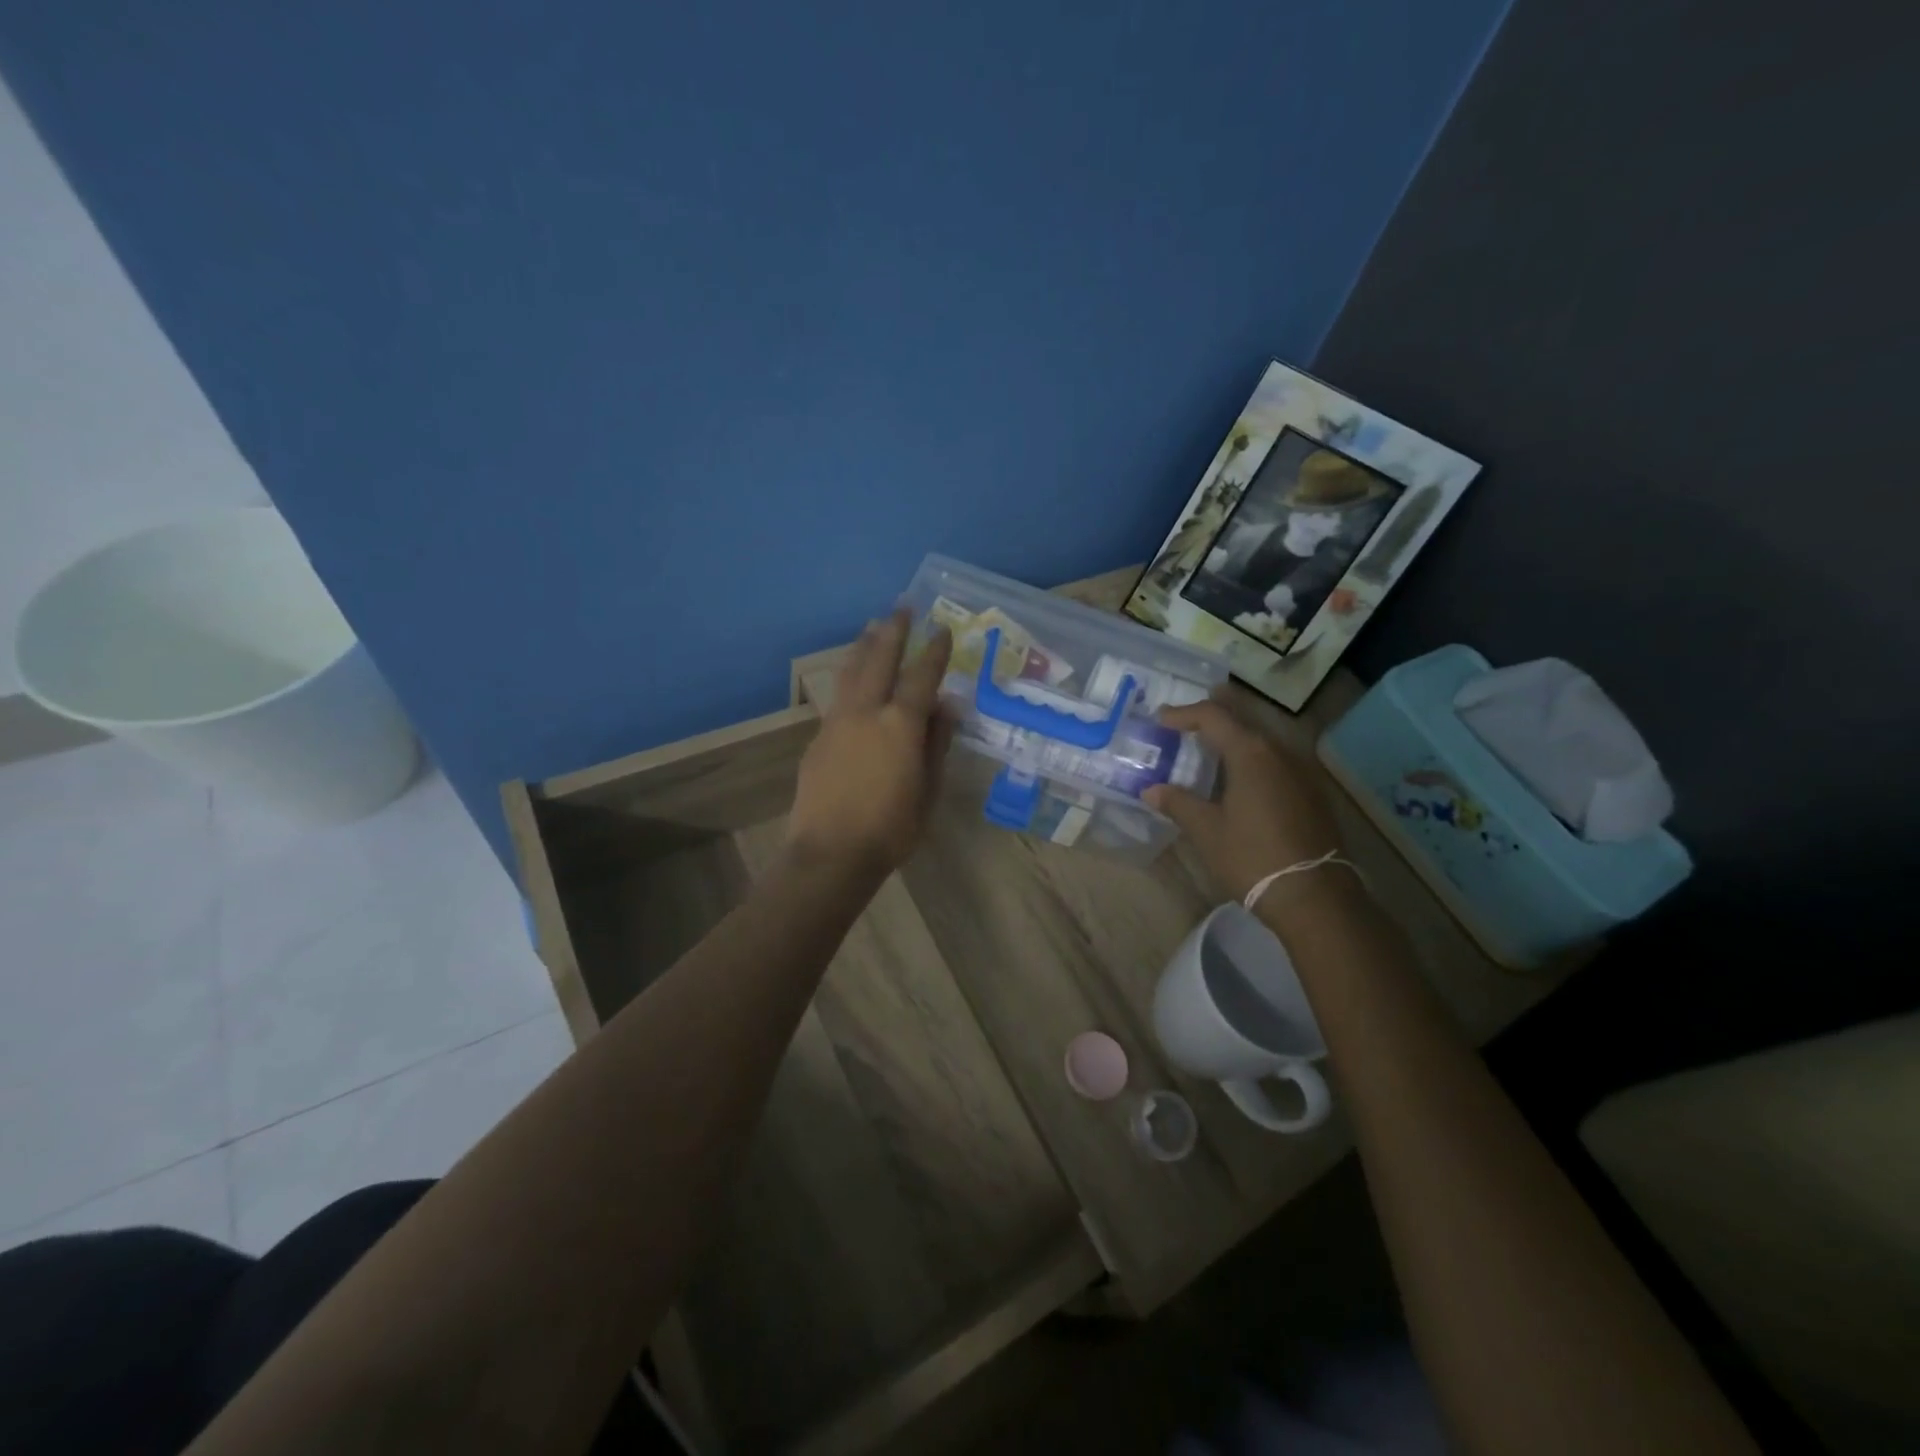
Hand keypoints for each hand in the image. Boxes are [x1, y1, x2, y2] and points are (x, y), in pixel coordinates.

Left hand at [788, 608, 954, 881]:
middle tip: (902, 606)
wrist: (830, 853)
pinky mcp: (818, 738)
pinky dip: (850, 678)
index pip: (922, 676)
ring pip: (851, 672)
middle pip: (880, 659)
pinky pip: (838, 697)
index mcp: (901, 725)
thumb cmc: (891, 829)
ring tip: (872, 626)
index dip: (934, 651)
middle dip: (893, 631)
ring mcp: (837, 722)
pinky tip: (854, 680)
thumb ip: (937, 743)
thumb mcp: (928, 789)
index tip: (942, 629)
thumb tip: (947, 707)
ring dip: (865, 646)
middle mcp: (867, 712)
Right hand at [1143, 697, 1345, 902]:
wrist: (1314, 896)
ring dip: (1235, 736)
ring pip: (1262, 738)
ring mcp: (1301, 771)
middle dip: (1214, 714)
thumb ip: (1178, 803)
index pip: (1213, 716)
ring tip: (1210, 744)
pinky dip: (1252, 756)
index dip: (1184, 714)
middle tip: (1187, 717)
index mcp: (1250, 753)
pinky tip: (1240, 775)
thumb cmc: (1252, 857)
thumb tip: (1151, 790)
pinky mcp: (1312, 792)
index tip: (1161, 719)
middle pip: (1243, 719)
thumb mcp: (1206, 831)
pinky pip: (1276, 759)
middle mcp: (1279, 751)